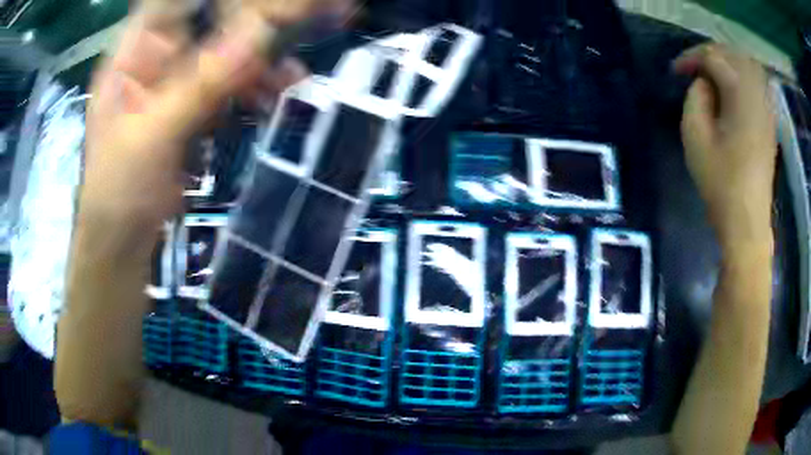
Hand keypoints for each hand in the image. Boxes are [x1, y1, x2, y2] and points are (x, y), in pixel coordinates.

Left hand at [80, 1, 310, 256]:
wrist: (123, 241)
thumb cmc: (118, 189)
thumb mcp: (152, 134)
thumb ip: (199, 85)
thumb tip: (257, 36)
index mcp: (133, 54)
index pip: (173, 5)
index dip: (211, 0)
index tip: (256, 3)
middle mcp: (156, 58)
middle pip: (208, 23)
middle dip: (250, 23)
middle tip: (294, 24)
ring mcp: (176, 82)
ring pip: (225, 52)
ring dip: (259, 60)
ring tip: (290, 75)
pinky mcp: (193, 106)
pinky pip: (230, 84)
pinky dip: (254, 87)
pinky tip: (275, 94)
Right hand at [673, 44, 776, 251]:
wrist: (747, 223)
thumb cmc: (720, 183)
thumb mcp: (695, 137)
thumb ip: (695, 98)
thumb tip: (703, 84)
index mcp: (739, 95)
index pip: (713, 57)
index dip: (690, 58)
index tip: (675, 72)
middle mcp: (756, 94)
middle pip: (733, 55)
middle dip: (710, 55)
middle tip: (694, 69)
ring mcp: (767, 109)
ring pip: (749, 66)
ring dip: (729, 62)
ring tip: (714, 74)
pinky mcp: (770, 123)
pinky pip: (759, 84)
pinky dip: (745, 77)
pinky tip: (735, 89)